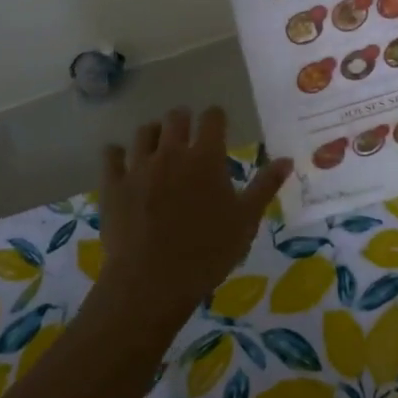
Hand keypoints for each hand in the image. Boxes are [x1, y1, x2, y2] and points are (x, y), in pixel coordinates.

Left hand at [96, 107, 291, 330]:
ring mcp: (138, 166)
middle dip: (184, 119)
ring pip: (144, 132)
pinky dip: (116, 153)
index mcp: (206, 158)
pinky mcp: (113, 184)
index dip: (216, 117)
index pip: (212, 118)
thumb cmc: (208, 252)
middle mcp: (171, 152)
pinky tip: (120, 158)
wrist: (152, 280)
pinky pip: (111, 155)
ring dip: (154, 133)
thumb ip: (265, 186)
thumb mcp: (246, 221)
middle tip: (188, 133)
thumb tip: (286, 159)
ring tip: (159, 144)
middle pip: (175, 117)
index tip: (218, 124)